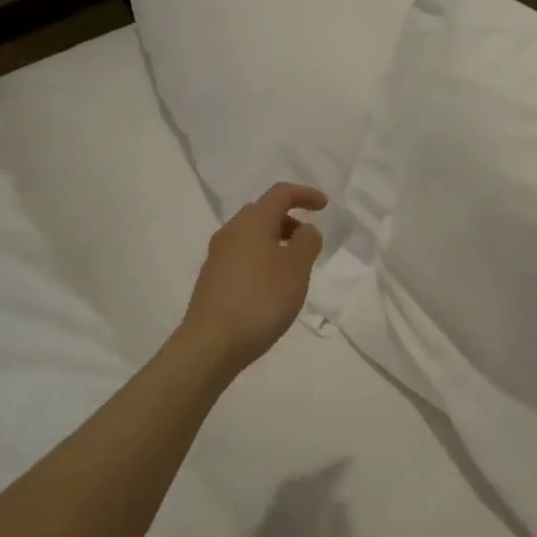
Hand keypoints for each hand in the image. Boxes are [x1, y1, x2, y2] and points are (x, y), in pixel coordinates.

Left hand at [179, 183, 327, 373]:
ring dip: (275, 242)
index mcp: (252, 222)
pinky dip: (262, 259)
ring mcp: (217, 256)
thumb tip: (304, 230)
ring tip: (293, 268)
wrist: (211, 343)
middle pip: (263, 212)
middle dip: (289, 219)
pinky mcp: (212, 279)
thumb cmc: (261, 299)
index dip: (305, 195)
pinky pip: (242, 257)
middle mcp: (231, 232)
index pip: (280, 193)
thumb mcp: (297, 268)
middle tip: (308, 240)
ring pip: (251, 236)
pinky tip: (271, 287)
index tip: (324, 206)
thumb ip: (307, 241)